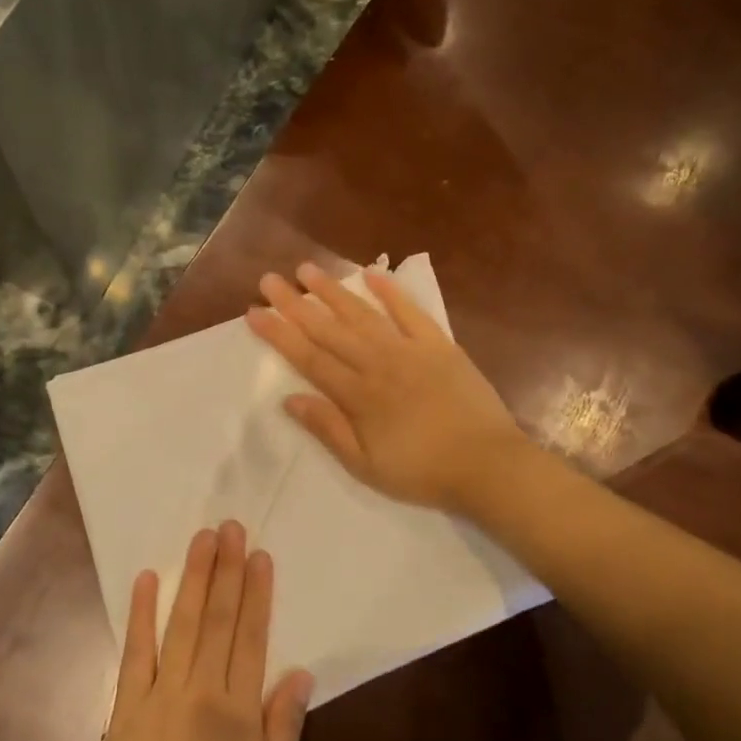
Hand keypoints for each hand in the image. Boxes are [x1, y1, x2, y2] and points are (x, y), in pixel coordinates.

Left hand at [90, 521, 313, 740]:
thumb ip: (284, 727)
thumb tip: (300, 672)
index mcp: (238, 710)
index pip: (252, 637)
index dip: (258, 593)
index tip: (260, 555)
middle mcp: (201, 690)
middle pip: (219, 619)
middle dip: (227, 570)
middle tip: (231, 526)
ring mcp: (160, 693)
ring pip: (182, 624)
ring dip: (194, 579)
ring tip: (202, 539)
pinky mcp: (127, 706)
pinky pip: (135, 652)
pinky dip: (142, 614)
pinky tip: (147, 580)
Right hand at [246, 262, 525, 514]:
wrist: (487, 464)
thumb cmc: (422, 471)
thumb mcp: (366, 465)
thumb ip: (328, 429)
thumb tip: (290, 399)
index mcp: (358, 395)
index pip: (309, 358)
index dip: (279, 334)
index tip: (254, 312)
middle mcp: (378, 364)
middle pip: (329, 329)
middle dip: (296, 304)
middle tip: (269, 280)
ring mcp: (410, 350)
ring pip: (363, 314)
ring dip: (334, 291)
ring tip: (307, 269)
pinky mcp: (440, 345)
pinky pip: (411, 312)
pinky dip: (391, 292)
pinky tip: (372, 274)